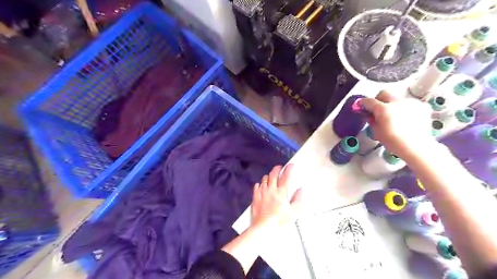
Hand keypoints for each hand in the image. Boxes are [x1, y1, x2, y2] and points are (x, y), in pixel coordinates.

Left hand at [250, 163, 300, 232]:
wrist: (262, 229)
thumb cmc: (279, 222)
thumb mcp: (293, 212)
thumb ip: (298, 199)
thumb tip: (301, 189)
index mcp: (281, 192)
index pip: (286, 176)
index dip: (289, 169)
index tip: (291, 165)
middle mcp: (271, 189)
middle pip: (273, 173)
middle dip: (278, 168)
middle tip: (281, 168)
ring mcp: (261, 192)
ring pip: (264, 178)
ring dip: (269, 176)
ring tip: (272, 177)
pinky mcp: (255, 197)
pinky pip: (257, 185)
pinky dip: (261, 184)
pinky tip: (262, 187)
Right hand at [359, 92, 435, 158]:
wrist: (415, 146)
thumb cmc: (393, 141)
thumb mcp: (376, 132)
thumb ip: (371, 120)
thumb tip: (369, 115)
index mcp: (383, 109)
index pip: (369, 101)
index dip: (363, 103)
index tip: (360, 105)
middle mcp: (396, 102)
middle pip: (385, 93)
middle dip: (379, 98)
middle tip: (378, 107)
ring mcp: (410, 103)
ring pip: (398, 98)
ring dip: (394, 104)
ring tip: (394, 115)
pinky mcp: (422, 106)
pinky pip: (410, 103)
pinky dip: (406, 108)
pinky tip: (406, 117)